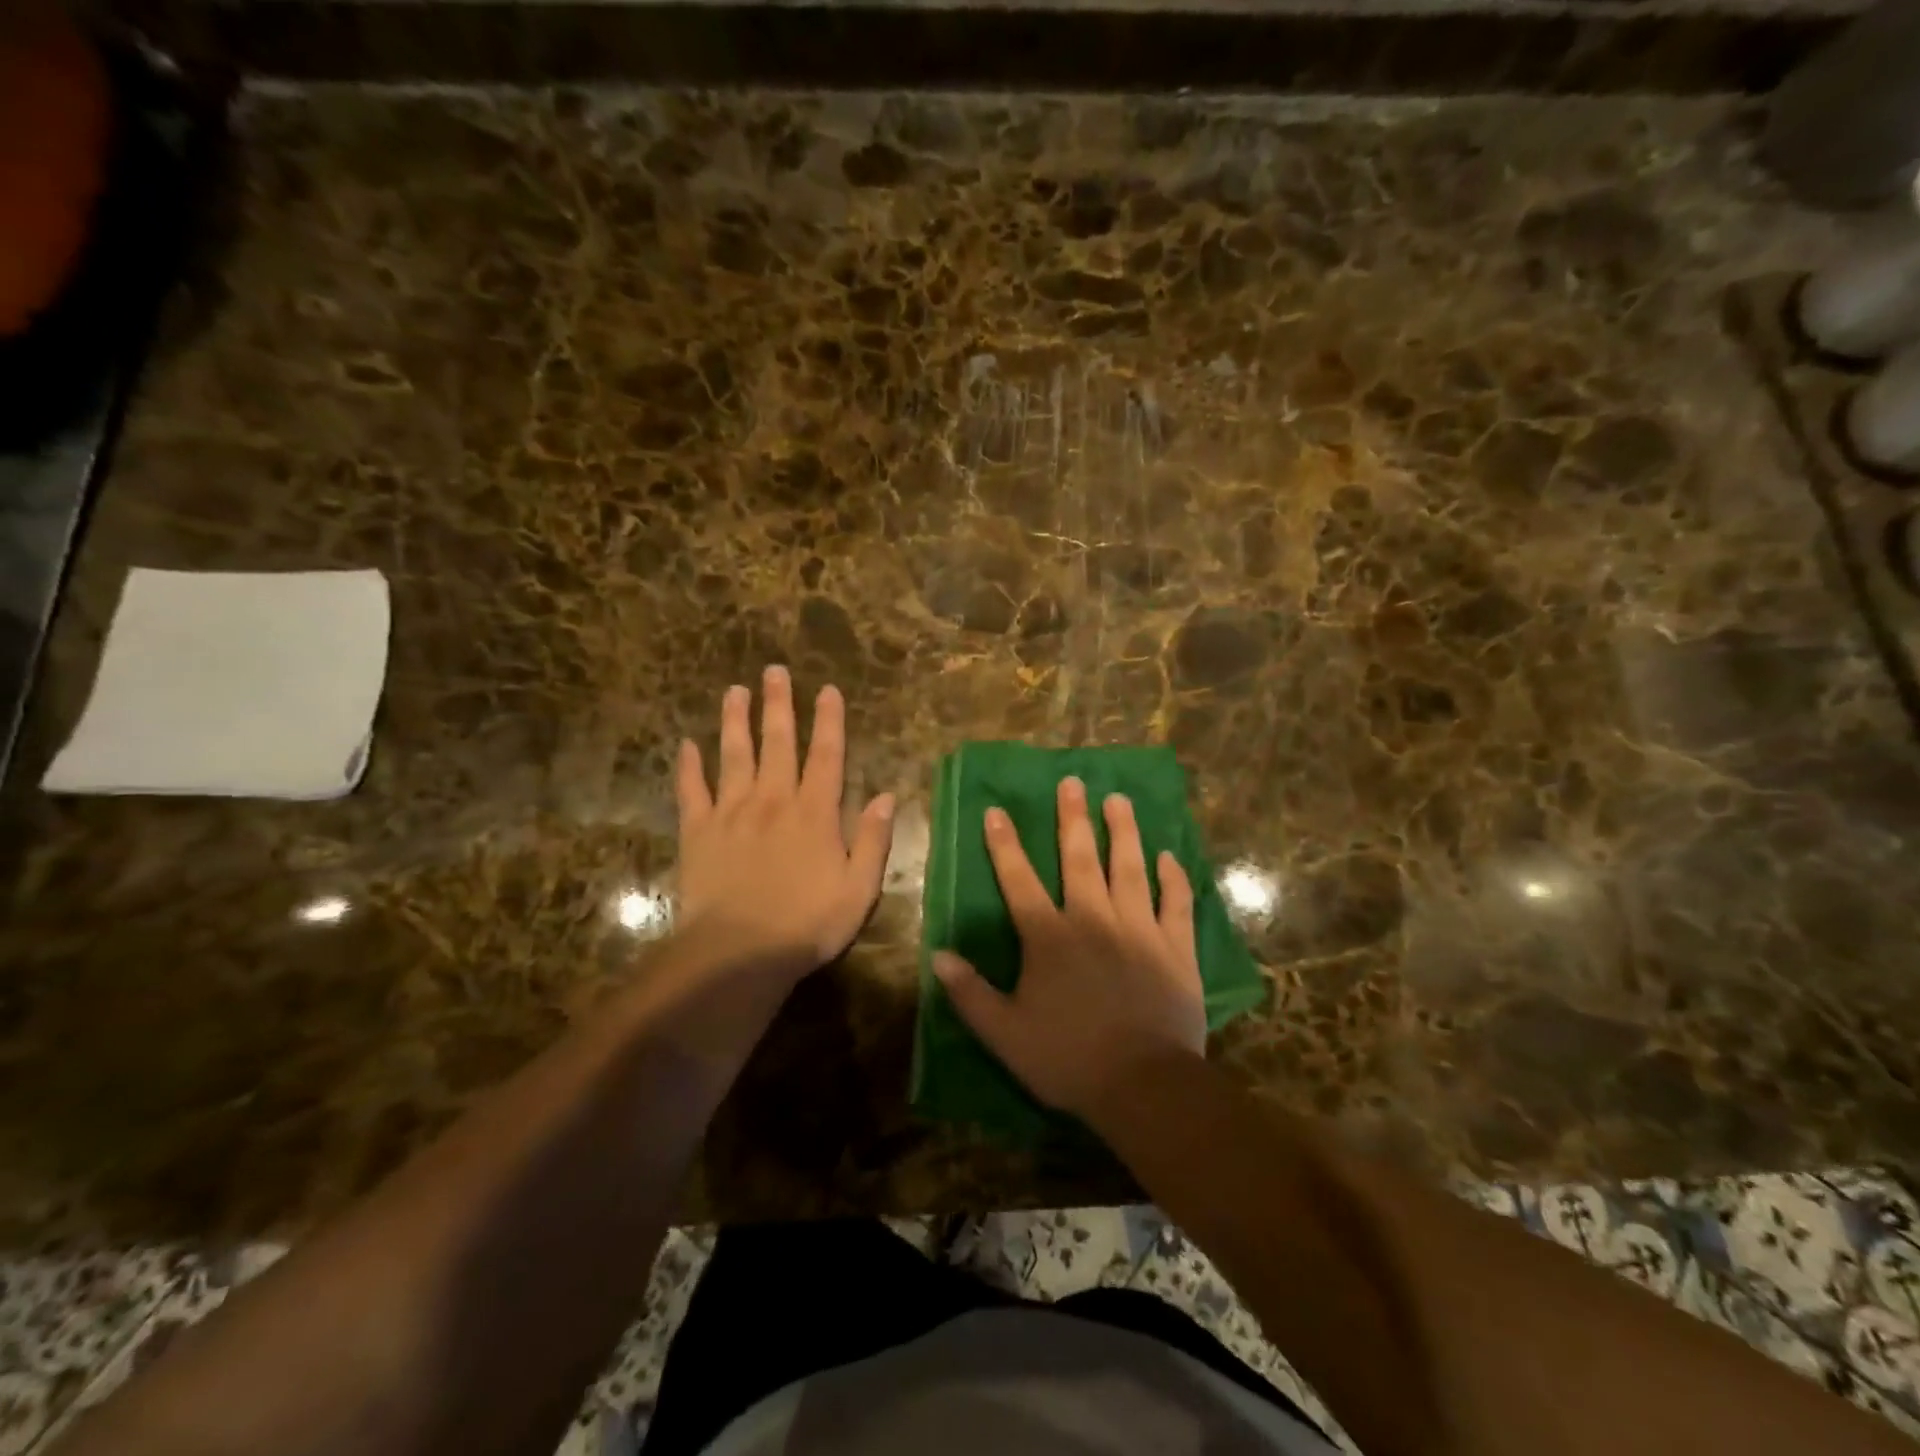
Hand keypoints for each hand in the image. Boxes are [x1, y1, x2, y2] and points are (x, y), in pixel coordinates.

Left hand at [675, 667, 894, 980]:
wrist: (739, 953)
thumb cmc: (807, 924)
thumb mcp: (859, 888)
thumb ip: (874, 839)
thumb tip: (887, 796)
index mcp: (815, 813)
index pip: (826, 755)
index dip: (829, 721)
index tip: (828, 690)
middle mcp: (773, 800)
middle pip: (777, 743)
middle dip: (778, 704)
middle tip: (774, 670)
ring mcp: (731, 812)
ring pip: (733, 755)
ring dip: (735, 721)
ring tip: (734, 691)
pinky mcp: (698, 832)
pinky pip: (691, 791)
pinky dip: (688, 767)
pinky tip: (685, 745)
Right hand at [933, 776, 1205, 1119]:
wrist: (1143, 1085)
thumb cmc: (1068, 1058)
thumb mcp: (1005, 1034)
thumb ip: (970, 993)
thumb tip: (937, 955)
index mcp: (1049, 937)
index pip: (1019, 881)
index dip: (1005, 845)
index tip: (997, 810)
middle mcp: (1093, 920)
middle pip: (1080, 859)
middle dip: (1072, 818)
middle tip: (1072, 782)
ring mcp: (1138, 929)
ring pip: (1129, 868)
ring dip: (1123, 832)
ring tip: (1119, 799)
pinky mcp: (1175, 947)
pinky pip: (1175, 903)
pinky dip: (1172, 878)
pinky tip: (1169, 856)